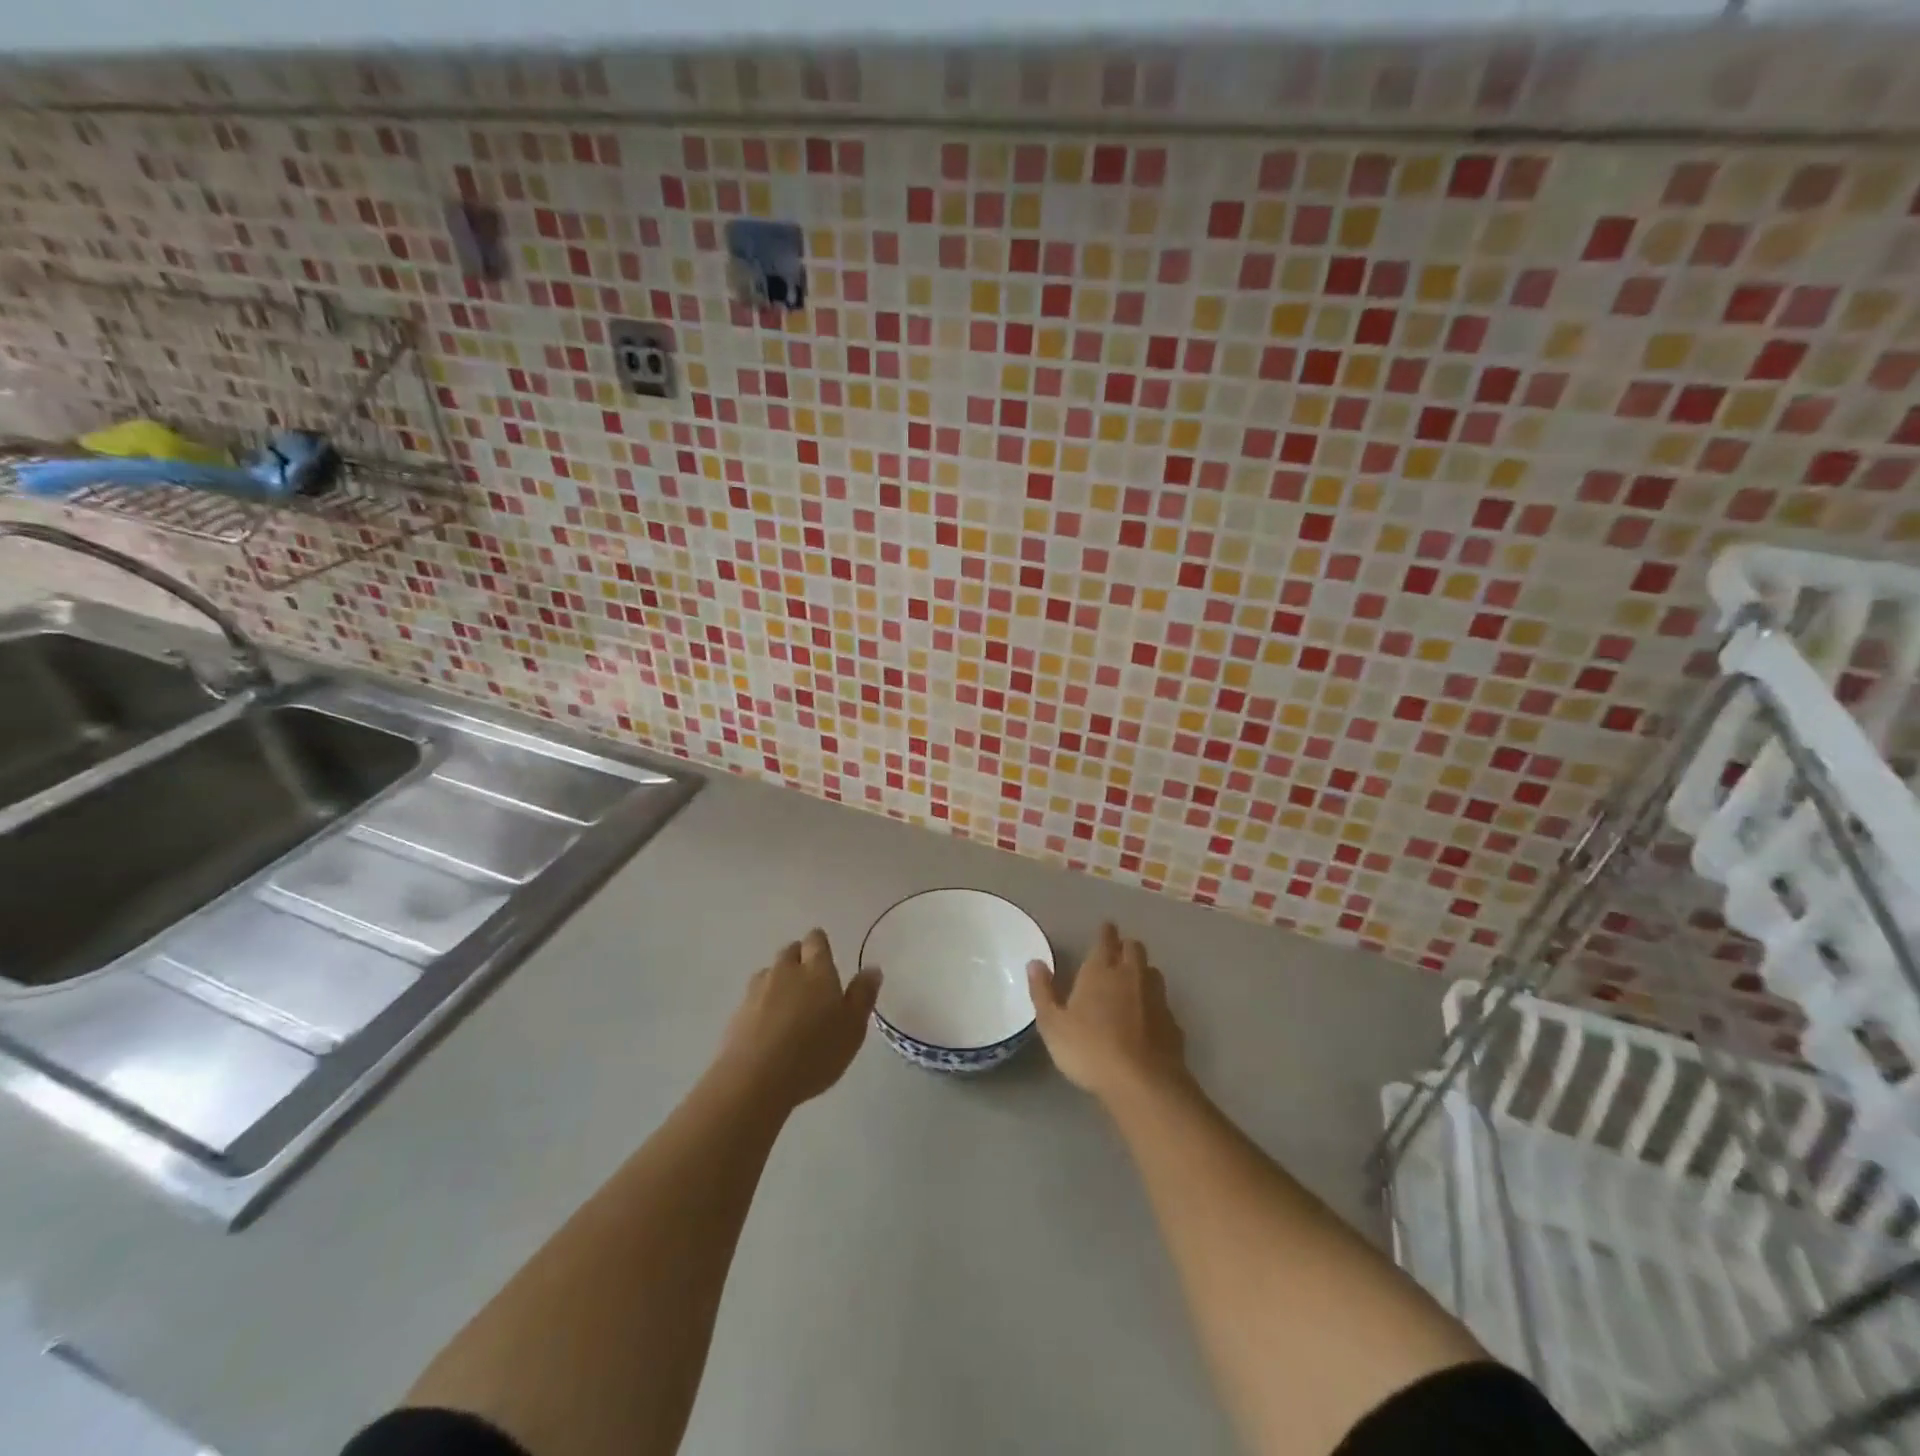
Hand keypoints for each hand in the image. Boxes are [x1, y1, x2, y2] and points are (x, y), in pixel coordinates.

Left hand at [714, 929, 881, 1110]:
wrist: (755, 1080)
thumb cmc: (815, 1052)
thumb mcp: (853, 1028)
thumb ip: (863, 995)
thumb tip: (872, 968)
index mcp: (817, 970)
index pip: (816, 940)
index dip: (820, 943)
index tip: (825, 954)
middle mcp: (785, 971)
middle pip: (790, 951)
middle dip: (800, 958)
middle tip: (811, 980)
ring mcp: (757, 991)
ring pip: (769, 973)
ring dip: (779, 980)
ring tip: (789, 1004)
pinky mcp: (737, 1014)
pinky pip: (753, 998)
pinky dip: (762, 1004)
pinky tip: (769, 1026)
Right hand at [1027, 922, 1188, 1108]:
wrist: (1143, 1083)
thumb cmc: (1089, 1049)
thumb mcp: (1053, 1024)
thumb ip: (1043, 992)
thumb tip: (1035, 963)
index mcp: (1100, 970)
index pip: (1105, 940)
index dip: (1105, 932)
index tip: (1105, 928)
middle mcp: (1131, 975)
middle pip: (1134, 948)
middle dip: (1126, 946)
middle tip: (1117, 952)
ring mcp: (1156, 998)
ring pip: (1152, 972)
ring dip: (1142, 971)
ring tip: (1132, 980)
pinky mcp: (1173, 1023)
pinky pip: (1163, 1002)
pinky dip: (1154, 1002)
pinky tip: (1148, 1017)